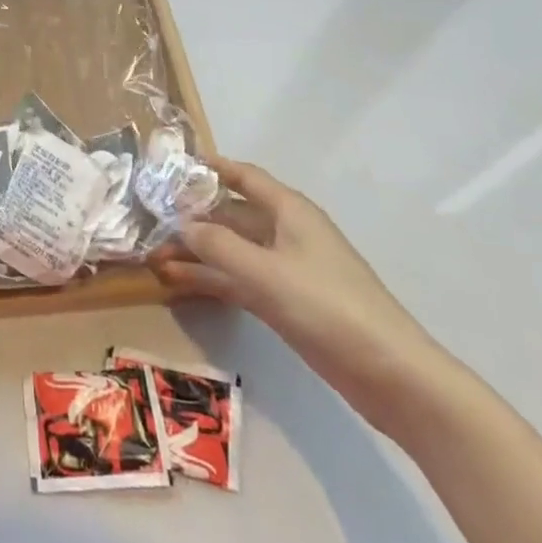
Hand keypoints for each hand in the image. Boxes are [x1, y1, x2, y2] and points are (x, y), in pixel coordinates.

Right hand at [152, 156, 453, 433]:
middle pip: (232, 214)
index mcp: (289, 211)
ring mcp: (286, 269)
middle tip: (150, 222)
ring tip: (155, 257)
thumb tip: (181, 224)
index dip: (210, 168)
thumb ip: (218, 245)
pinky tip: (179, 284)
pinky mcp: (287, 302)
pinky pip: (239, 279)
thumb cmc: (328, 307)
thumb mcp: (266, 273)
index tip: (171, 166)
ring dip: (197, 252)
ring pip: (232, 249)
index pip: (244, 176)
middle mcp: (286, 232)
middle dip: (192, 217)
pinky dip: (212, 279)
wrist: (391, 375)